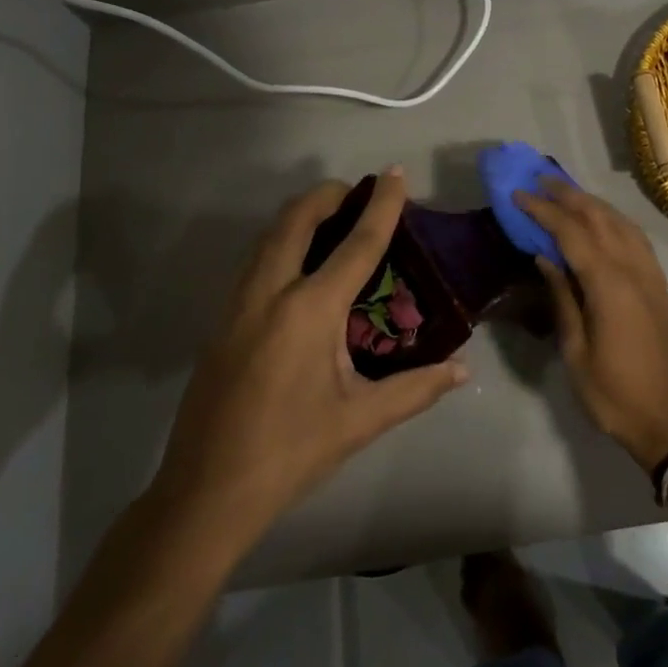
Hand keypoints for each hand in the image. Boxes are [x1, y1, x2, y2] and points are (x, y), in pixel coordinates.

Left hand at [150, 169, 467, 541]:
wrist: (206, 493)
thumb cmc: (290, 453)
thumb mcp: (360, 421)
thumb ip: (415, 389)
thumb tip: (462, 370)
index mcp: (309, 311)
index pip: (355, 244)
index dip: (381, 205)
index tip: (395, 174)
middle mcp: (269, 293)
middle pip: (296, 220)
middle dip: (328, 195)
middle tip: (359, 193)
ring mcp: (237, 304)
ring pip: (268, 236)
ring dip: (300, 215)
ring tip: (333, 220)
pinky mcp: (221, 321)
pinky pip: (255, 261)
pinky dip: (281, 242)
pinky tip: (299, 266)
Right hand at [516, 178, 667, 471]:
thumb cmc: (614, 394)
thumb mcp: (576, 351)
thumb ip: (563, 298)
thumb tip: (546, 257)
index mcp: (609, 285)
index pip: (571, 233)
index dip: (544, 210)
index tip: (519, 194)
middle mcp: (634, 270)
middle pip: (600, 218)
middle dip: (569, 195)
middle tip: (540, 179)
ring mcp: (652, 277)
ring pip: (623, 224)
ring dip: (594, 204)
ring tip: (568, 193)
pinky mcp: (661, 289)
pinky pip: (638, 241)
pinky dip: (616, 222)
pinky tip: (605, 223)